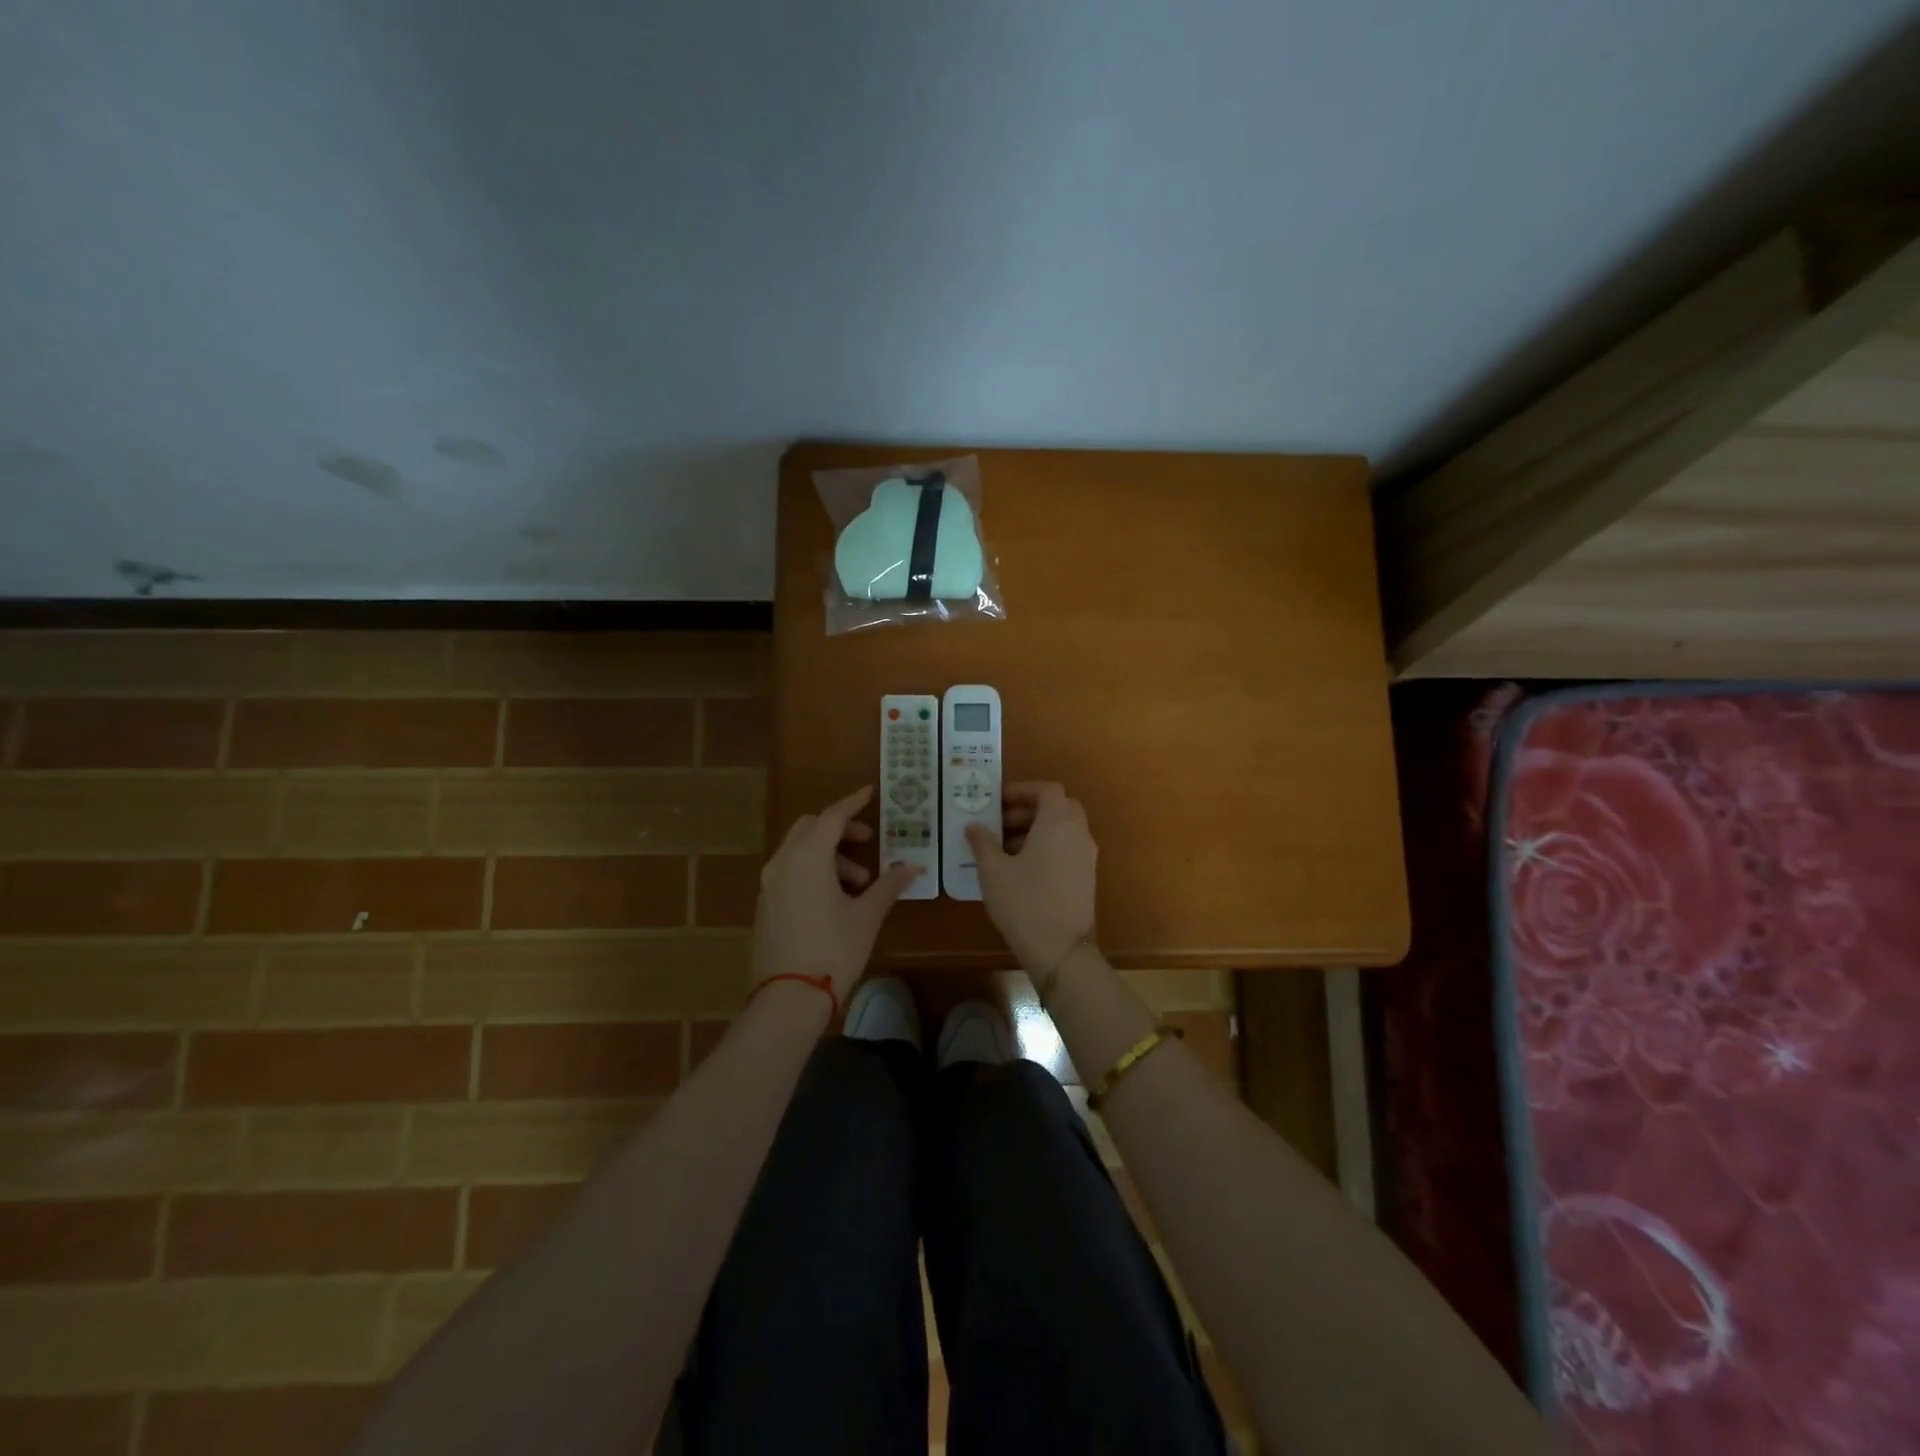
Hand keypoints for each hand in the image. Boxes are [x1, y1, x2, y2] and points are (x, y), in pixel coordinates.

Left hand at [751, 785, 919, 1001]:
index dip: (853, 802)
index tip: (870, 792)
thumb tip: (913, 867)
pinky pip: (790, 872)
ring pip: (799, 851)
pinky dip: (813, 871)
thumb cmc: (833, 949)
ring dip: (830, 856)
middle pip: (811, 828)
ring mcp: (769, 885)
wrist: (787, 998)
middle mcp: (782, 862)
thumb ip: (889, 885)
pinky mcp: (765, 905)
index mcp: (807, 856)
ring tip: (860, 884)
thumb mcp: (867, 915)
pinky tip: (836, 900)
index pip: (832, 817)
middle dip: (840, 830)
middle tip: (869, 843)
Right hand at [964, 781, 1096, 972]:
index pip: (1047, 790)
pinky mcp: (1087, 877)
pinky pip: (1068, 848)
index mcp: (1058, 822)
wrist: (1061, 950)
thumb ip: (982, 842)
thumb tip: (973, 826)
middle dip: (1030, 810)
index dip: (1022, 790)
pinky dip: (1049, 846)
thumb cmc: (1024, 902)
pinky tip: (1022, 869)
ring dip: (1038, 829)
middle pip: (1059, 806)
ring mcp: (1087, 856)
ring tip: (1006, 848)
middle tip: (1001, 824)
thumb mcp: (993, 871)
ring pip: (1064, 828)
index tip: (998, 802)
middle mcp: (1078, 833)